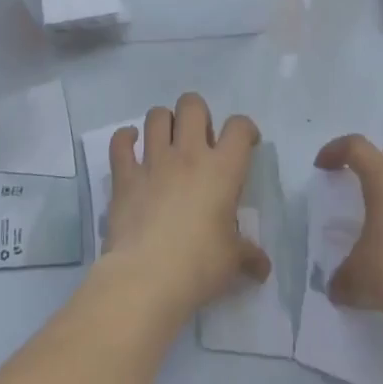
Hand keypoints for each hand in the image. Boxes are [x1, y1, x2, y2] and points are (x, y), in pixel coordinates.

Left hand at [102, 92, 270, 323]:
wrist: (147, 278)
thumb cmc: (199, 266)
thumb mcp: (232, 262)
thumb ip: (248, 256)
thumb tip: (262, 266)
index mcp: (221, 170)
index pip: (239, 128)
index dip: (245, 129)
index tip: (246, 142)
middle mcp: (188, 154)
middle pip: (192, 106)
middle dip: (197, 114)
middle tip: (200, 139)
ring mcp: (153, 161)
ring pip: (156, 115)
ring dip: (163, 122)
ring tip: (166, 140)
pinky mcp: (124, 175)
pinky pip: (120, 142)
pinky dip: (124, 139)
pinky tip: (130, 145)